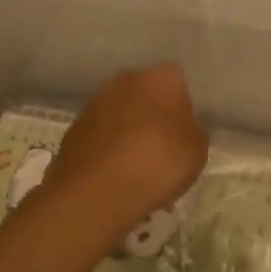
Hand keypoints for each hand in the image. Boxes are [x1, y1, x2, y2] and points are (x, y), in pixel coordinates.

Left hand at [45, 65, 207, 231]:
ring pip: (121, 112)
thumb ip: (195, 133)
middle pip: (146, 93)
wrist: (95, 193)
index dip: (183, 107)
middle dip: (153, 113)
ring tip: (136, 164)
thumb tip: (187, 128)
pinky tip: (114, 172)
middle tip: (162, 145)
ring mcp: (95, 102)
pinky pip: (100, 133)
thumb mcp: (197, 153)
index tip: (185, 132)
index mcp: (161, 78)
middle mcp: (126, 80)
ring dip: (128, 129)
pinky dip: (108, 146)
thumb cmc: (157, 164)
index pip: (178, 82)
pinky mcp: (73, 128)